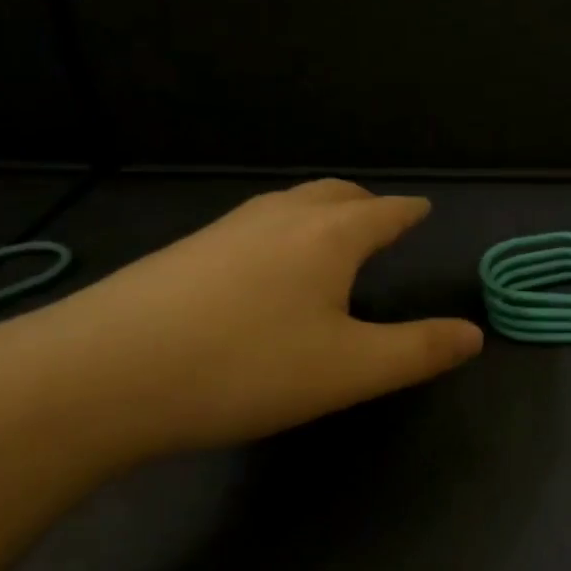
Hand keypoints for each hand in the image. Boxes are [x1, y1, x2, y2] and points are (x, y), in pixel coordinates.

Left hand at [0, 180, 481, 458]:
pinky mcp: (182, 253)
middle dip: (366, 202)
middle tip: (382, 216)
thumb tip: (475, 333)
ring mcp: (224, 231)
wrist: (96, 377)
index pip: (384, 212)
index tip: (422, 209)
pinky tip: (263, 266)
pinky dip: (281, 230)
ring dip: (320, 211)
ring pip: (288, 204)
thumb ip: (418, 350)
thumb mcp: (349, 370)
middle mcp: (280, 219)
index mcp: (329, 237)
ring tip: (330, 235)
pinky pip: (252, 225)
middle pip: (335, 194)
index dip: (408, 212)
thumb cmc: (244, 367)